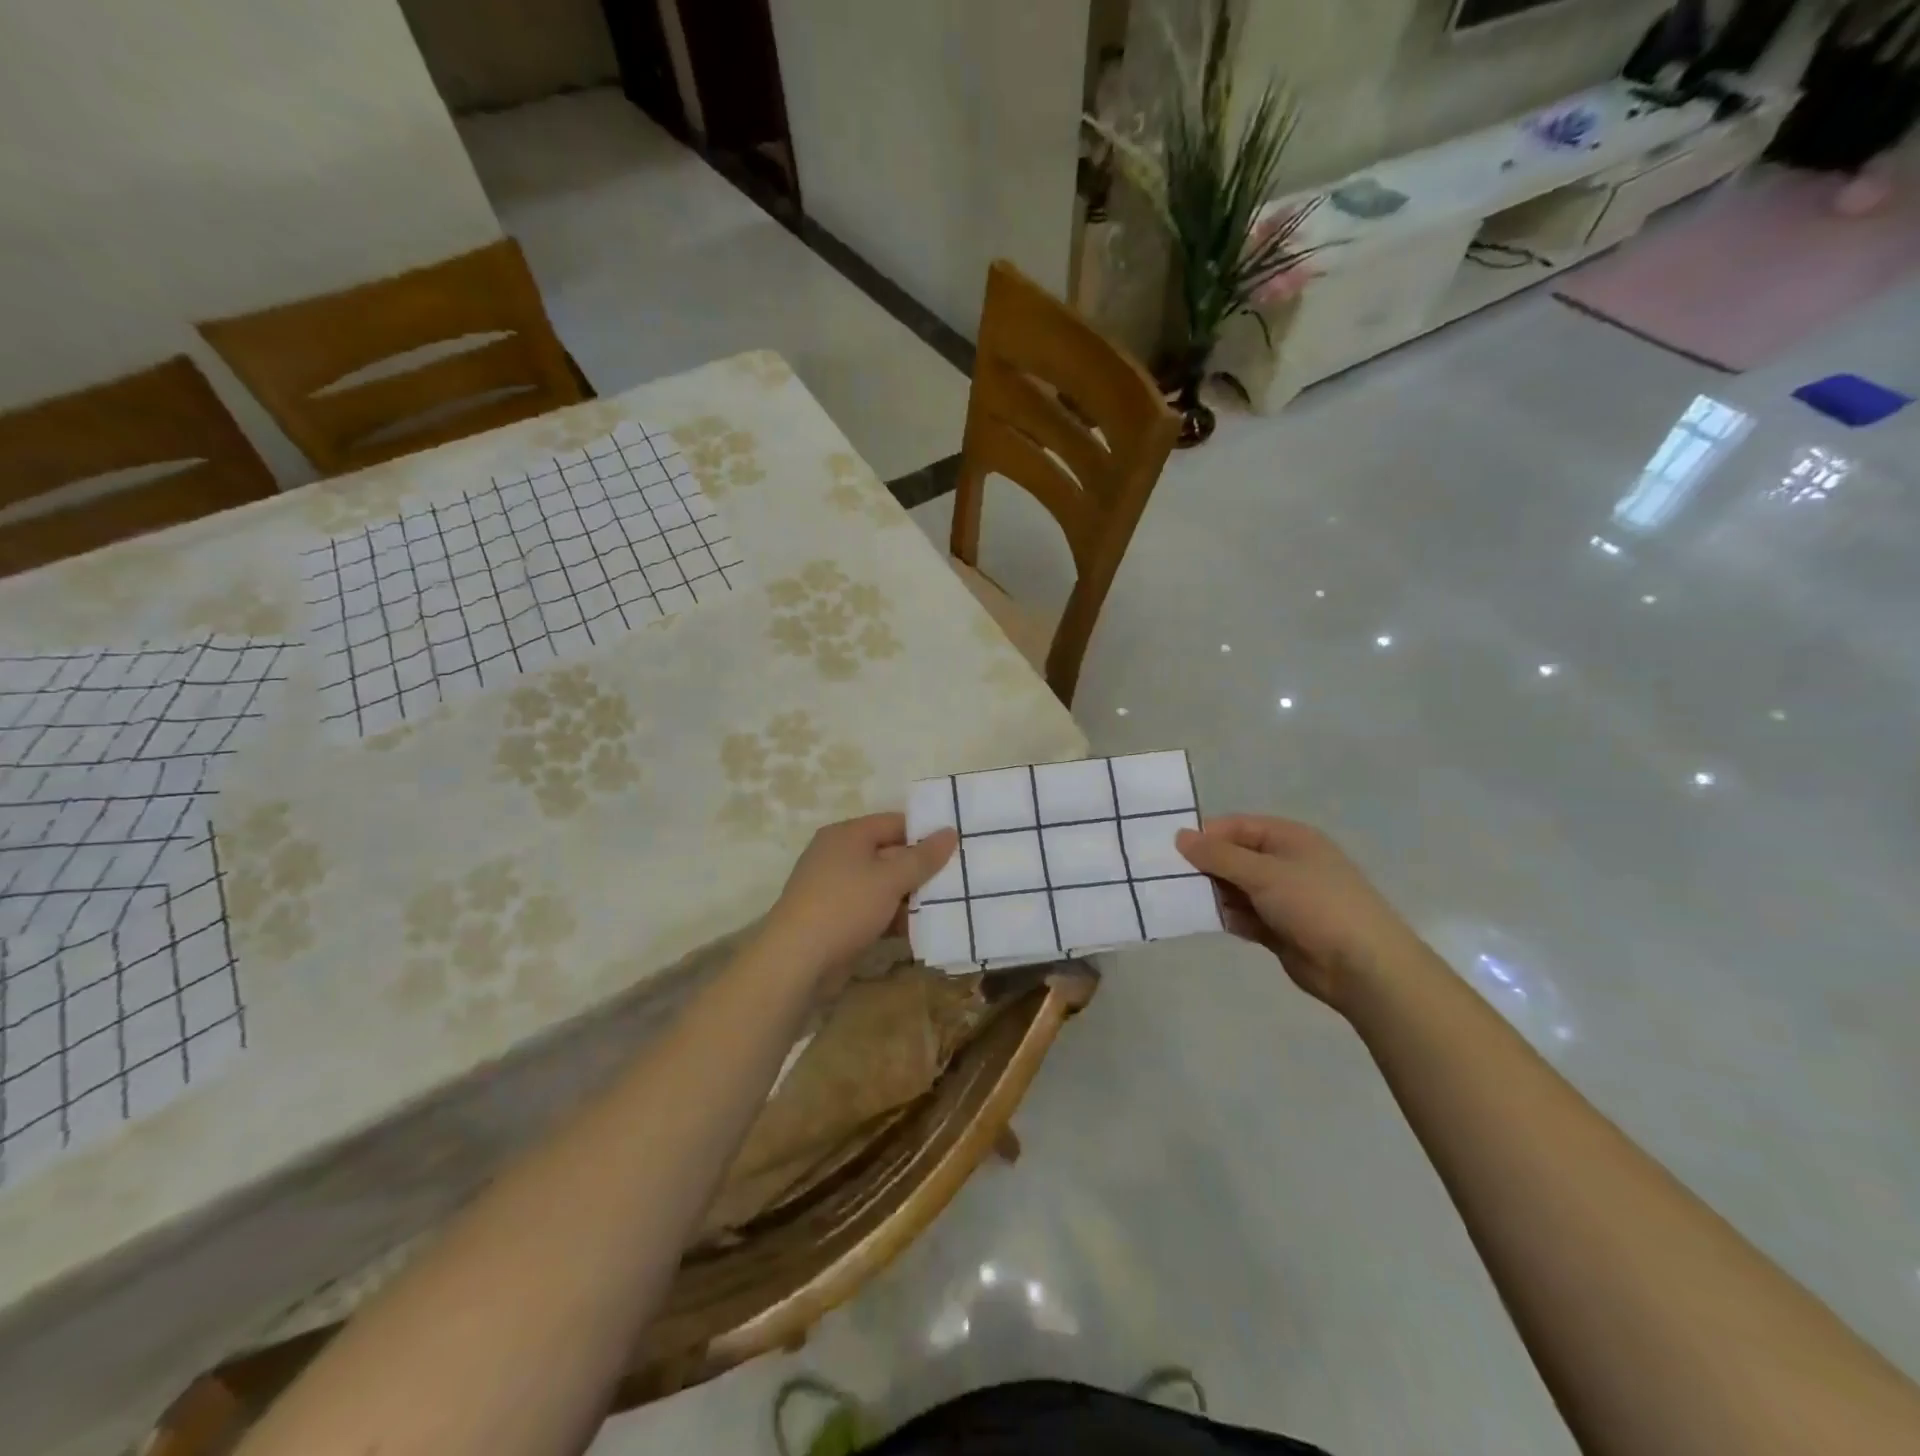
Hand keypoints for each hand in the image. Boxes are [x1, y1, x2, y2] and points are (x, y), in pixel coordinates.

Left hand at [763, 813, 957, 989]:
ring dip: (909, 897)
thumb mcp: (890, 879)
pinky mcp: (834, 919)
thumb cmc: (845, 907)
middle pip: (889, 853)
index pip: (895, 822)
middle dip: (920, 869)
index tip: (956, 847)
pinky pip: (871, 910)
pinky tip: (918, 931)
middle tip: (957, 879)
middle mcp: (838, 855)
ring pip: (881, 885)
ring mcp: (834, 888)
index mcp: (847, 835)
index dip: (925, 832)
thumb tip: (950, 831)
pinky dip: (892, 917)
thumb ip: (923, 857)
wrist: (795, 961)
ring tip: (946, 906)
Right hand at [1176, 816, 1426, 1010]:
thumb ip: (1219, 856)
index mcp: (1289, 838)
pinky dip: (1227, 917)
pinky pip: (1243, 916)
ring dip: (1213, 894)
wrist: (1363, 967)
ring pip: (1236, 888)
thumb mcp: (1264, 873)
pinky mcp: (1279, 929)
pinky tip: (1205, 921)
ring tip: (1181, 900)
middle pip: (1234, 857)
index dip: (1206, 835)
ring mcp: (1283, 897)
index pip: (1237, 826)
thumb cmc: (1315, 904)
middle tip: (1169, 878)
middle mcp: (1285, 863)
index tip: (1172, 850)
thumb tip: (1179, 836)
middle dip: (1205, 867)